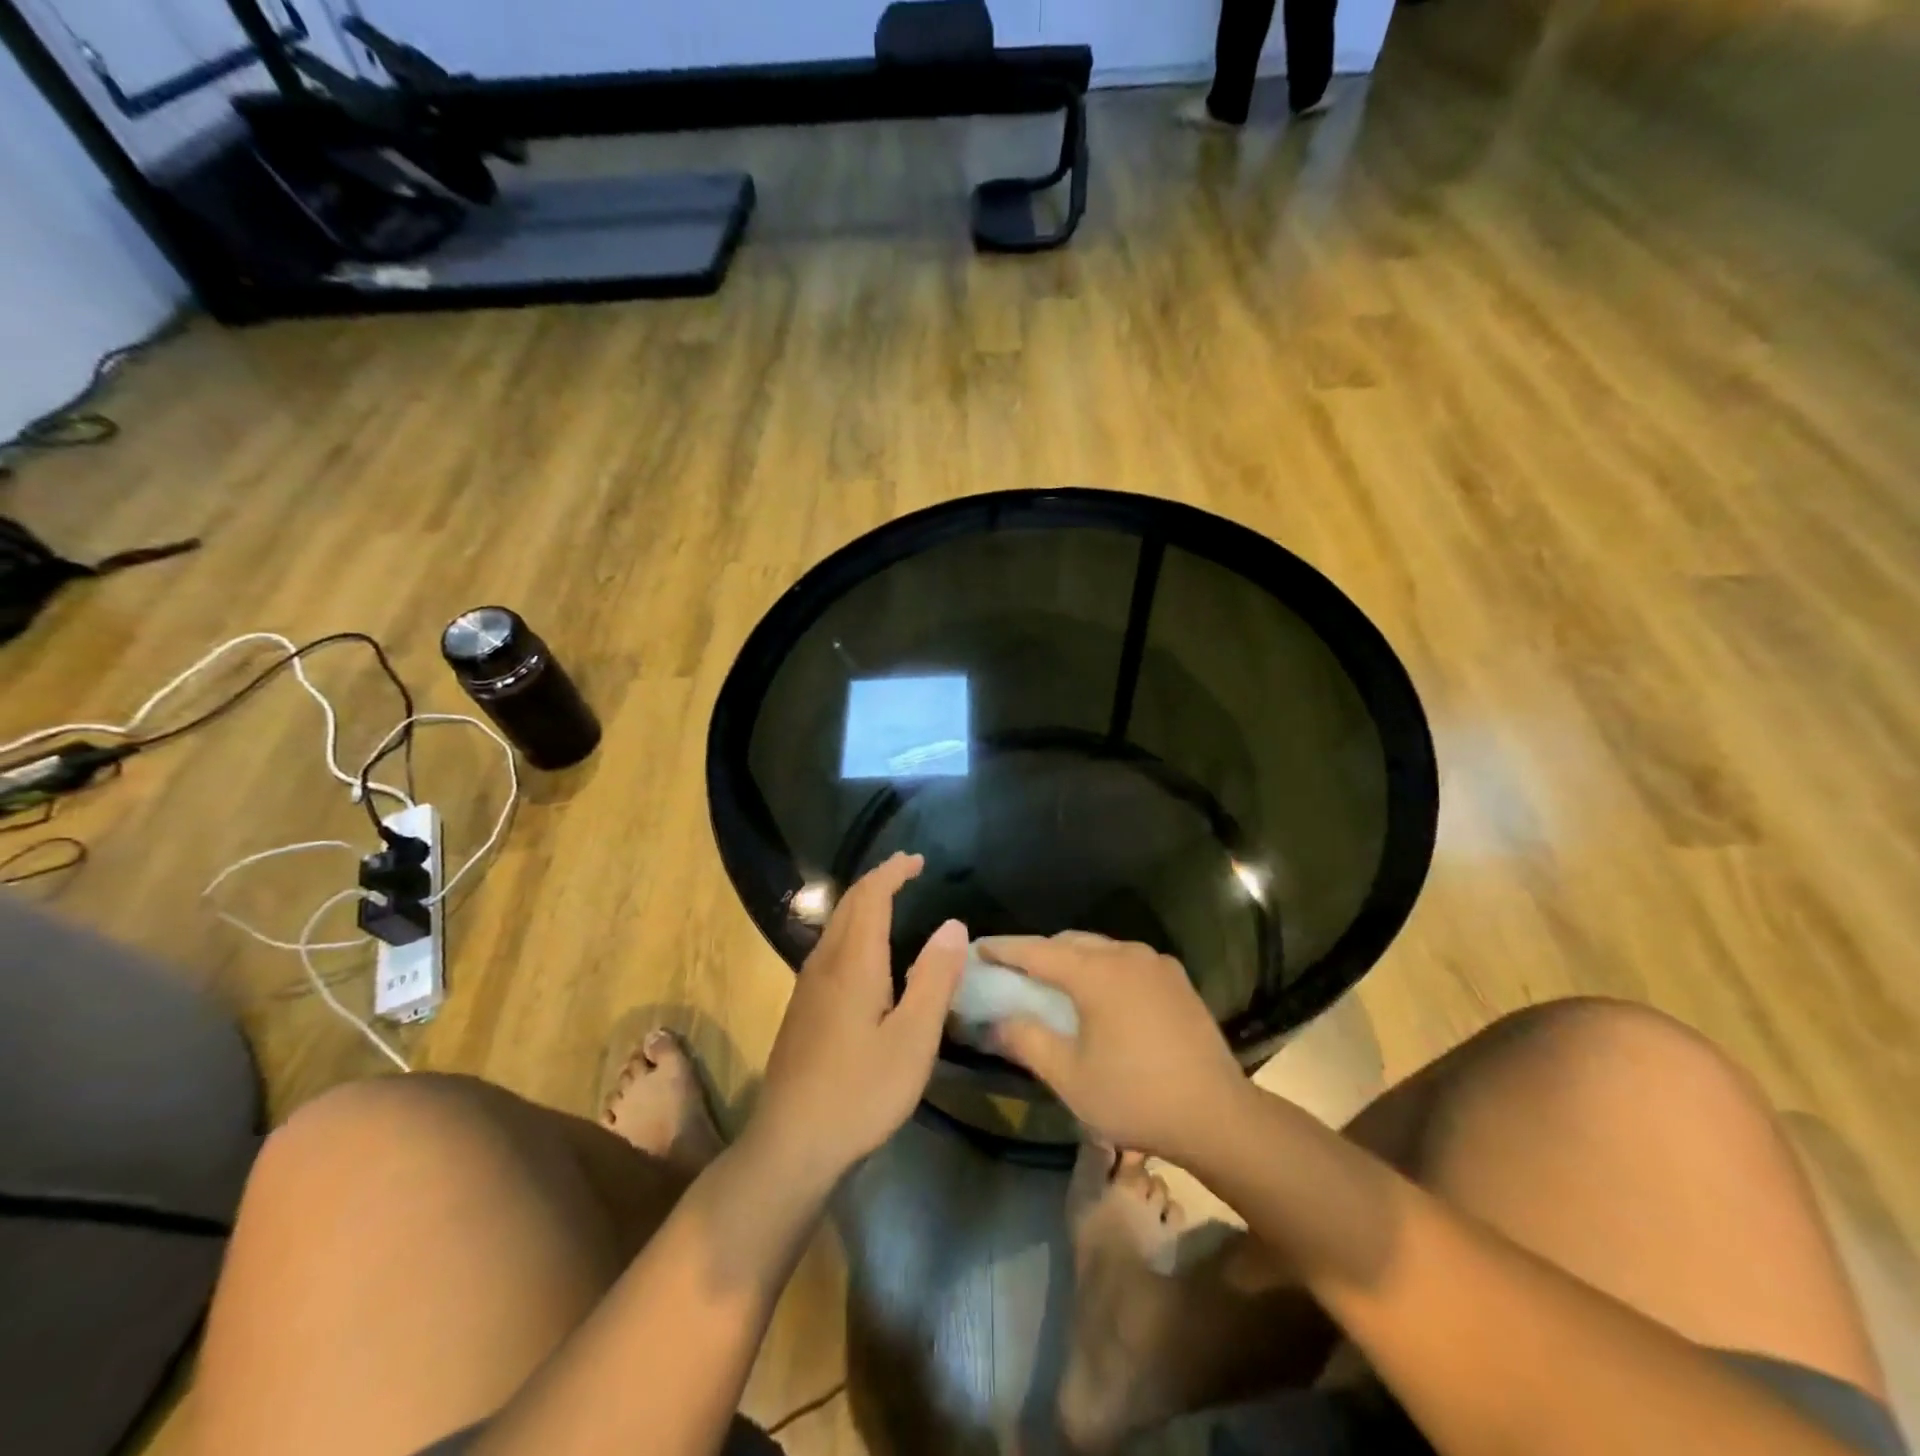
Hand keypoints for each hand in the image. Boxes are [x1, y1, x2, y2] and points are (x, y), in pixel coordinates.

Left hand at [751, 854, 966, 1181]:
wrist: (790, 1143)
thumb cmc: (860, 1092)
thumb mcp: (913, 1039)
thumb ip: (935, 979)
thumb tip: (954, 925)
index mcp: (853, 963)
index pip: (871, 896)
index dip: (893, 872)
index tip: (918, 860)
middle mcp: (824, 963)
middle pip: (848, 904)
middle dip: (878, 880)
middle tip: (909, 872)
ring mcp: (807, 986)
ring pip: (835, 925)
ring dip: (863, 903)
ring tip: (892, 902)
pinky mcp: (802, 1008)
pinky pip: (829, 947)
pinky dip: (853, 929)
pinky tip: (866, 954)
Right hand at [980, 932, 1246, 1159]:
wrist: (1218, 1116)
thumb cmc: (1136, 1097)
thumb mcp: (1069, 1077)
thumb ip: (1027, 1041)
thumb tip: (995, 1021)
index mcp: (1096, 973)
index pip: (1037, 951)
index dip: (1003, 949)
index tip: (977, 948)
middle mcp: (1126, 954)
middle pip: (1069, 943)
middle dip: (1037, 953)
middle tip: (1011, 972)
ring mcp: (1155, 963)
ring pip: (1099, 949)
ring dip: (1071, 959)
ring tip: (1052, 983)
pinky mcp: (1176, 979)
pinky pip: (1125, 960)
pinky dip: (1101, 968)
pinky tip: (1099, 994)